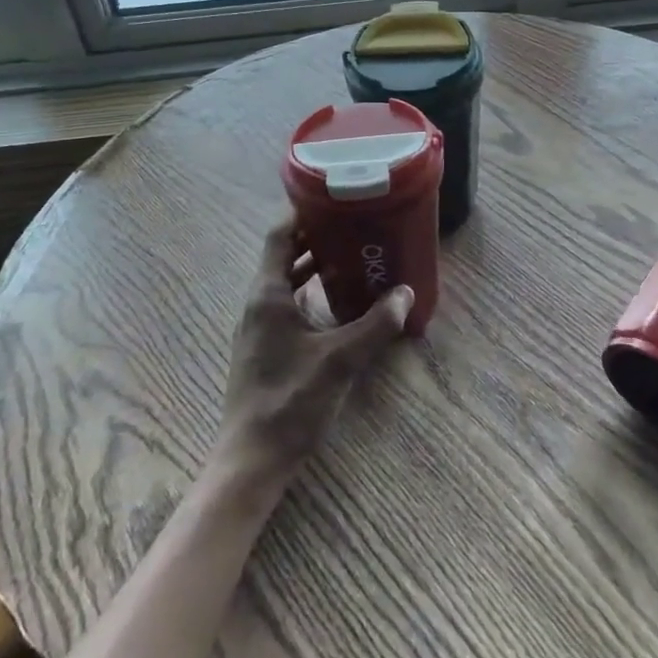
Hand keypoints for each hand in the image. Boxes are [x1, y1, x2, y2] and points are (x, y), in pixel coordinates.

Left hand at [210, 218, 412, 495]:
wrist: (252, 460)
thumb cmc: (290, 403)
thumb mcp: (340, 361)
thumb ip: (375, 325)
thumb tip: (405, 294)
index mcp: (268, 295)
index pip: (279, 235)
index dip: (303, 212)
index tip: (335, 197)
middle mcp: (259, 303)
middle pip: (284, 254)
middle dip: (317, 237)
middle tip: (355, 225)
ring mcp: (259, 326)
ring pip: (286, 280)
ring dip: (315, 265)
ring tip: (354, 256)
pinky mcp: (265, 347)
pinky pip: (288, 303)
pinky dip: (312, 292)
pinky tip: (340, 303)